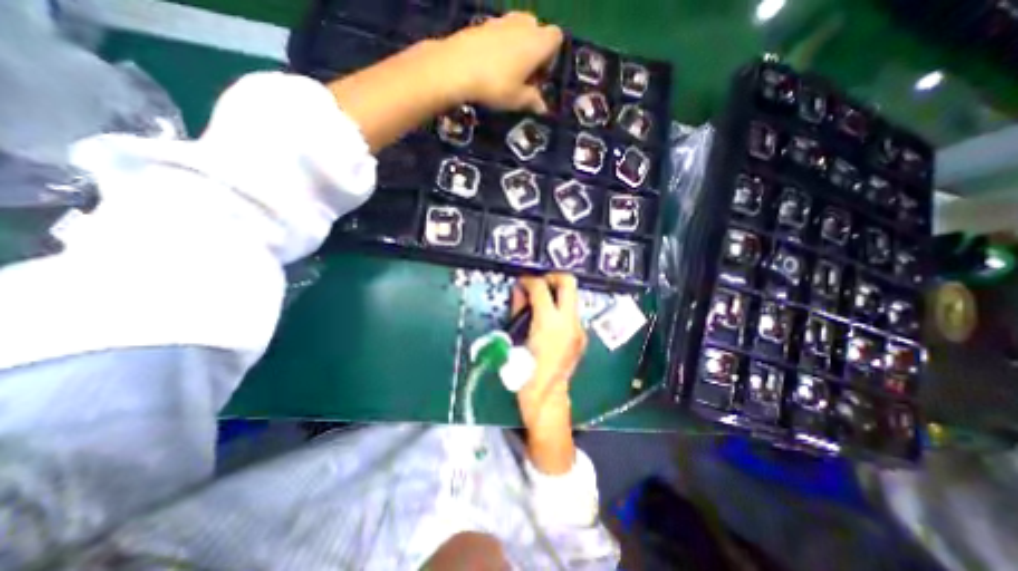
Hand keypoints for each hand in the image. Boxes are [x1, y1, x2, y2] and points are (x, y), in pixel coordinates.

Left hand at [438, 10, 563, 112]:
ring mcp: (503, 20)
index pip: (556, 38)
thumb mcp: (517, 100)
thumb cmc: (496, 85)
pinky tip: (490, 65)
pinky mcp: (484, 23)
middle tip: (524, 75)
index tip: (539, 76)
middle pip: (537, 31)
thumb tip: (543, 108)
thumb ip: (533, 101)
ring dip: (517, 46)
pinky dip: (501, 44)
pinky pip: (501, 31)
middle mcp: (524, 25)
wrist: (457, 67)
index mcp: (538, 42)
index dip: (551, 57)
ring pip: (519, 29)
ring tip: (507, 71)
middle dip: (534, 50)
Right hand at [515, 274, 583, 471]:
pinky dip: (559, 310)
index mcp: (549, 323)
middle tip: (538, 285)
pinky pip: (571, 313)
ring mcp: (578, 329)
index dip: (529, 280)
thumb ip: (519, 310)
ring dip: (556, 294)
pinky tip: (548, 322)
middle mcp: (569, 322)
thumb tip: (520, 291)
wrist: (546, 397)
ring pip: (572, 297)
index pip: (541, 287)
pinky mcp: (581, 336)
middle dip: (552, 277)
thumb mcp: (515, 338)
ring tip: (540, 304)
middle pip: (568, 282)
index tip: (522, 282)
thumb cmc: (524, 372)